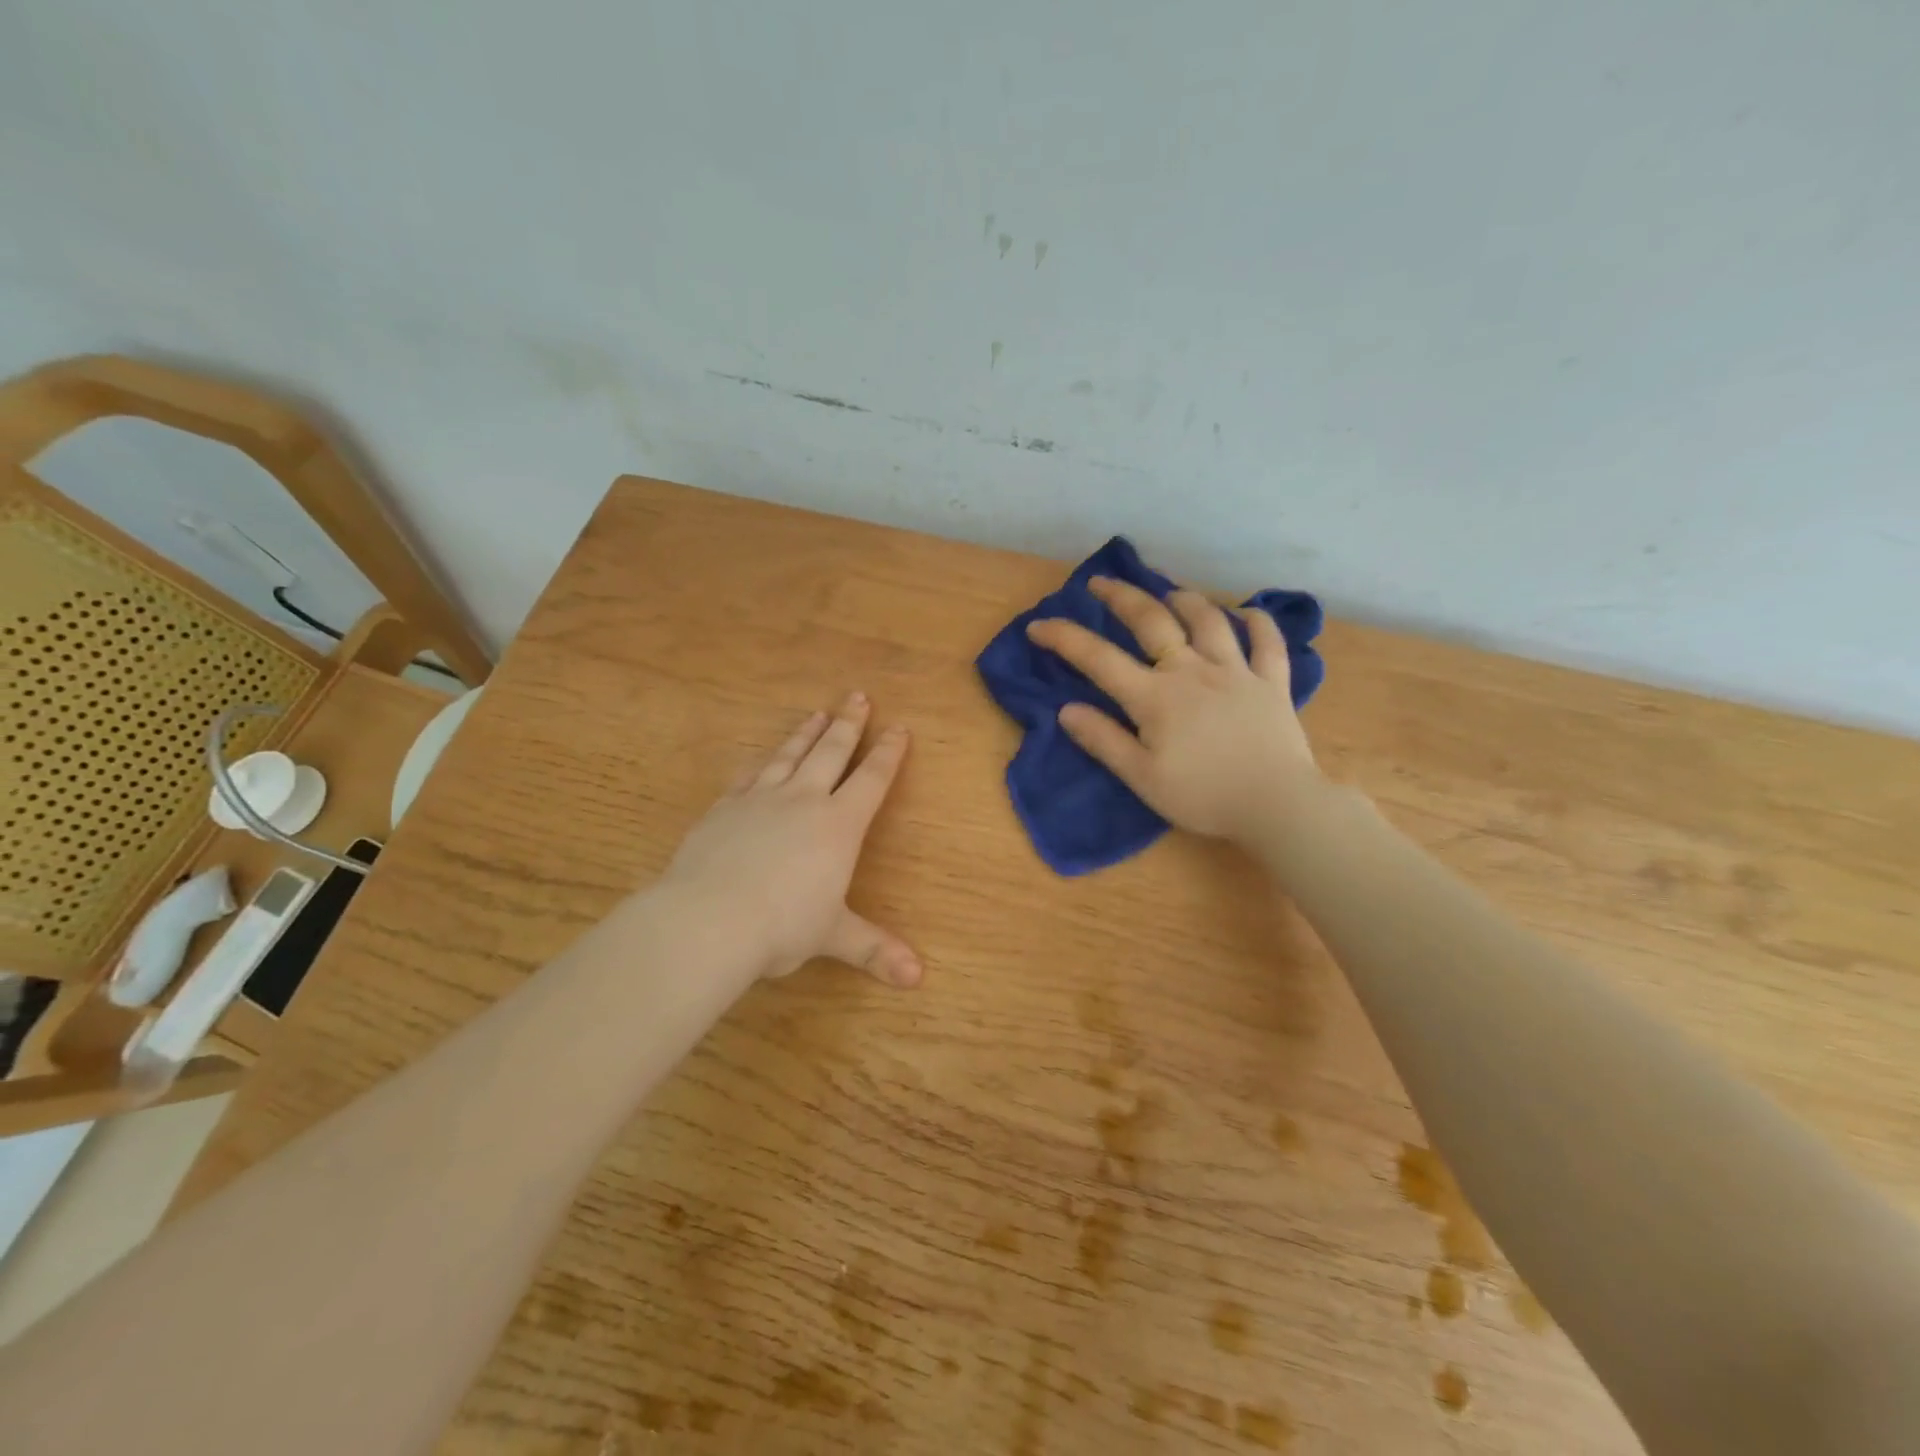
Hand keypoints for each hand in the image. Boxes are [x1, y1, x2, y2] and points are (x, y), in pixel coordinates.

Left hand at [662, 693, 921, 986]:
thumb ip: (874, 948)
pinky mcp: (724, 808)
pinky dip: (760, 763)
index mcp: (838, 825)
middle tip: (858, 696)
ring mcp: (760, 799)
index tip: (899, 728)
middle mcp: (803, 800)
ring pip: (789, 755)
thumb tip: (918, 979)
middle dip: (848, 725)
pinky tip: (760, 758)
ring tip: (817, 713)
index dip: (888, 753)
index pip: (871, 780)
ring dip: (805, 733)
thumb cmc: (784, 925)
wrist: (710, 917)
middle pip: (831, 752)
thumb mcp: (833, 936)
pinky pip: (748, 776)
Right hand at [1026, 576, 1319, 846]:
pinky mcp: (1272, 682)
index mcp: (1154, 697)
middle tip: (1101, 582)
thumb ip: (1104, 741)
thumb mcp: (1142, 778)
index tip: (1038, 625)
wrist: (1277, 805)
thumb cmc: (1203, 796)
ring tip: (1169, 592)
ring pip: (1208, 620)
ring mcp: (1236, 671)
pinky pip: (1268, 642)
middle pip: (1153, 620)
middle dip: (1122, 596)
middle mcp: (1192, 671)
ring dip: (1184, 599)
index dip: (1064, 638)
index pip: (1099, 659)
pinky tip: (1246, 613)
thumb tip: (1066, 710)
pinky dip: (1257, 622)